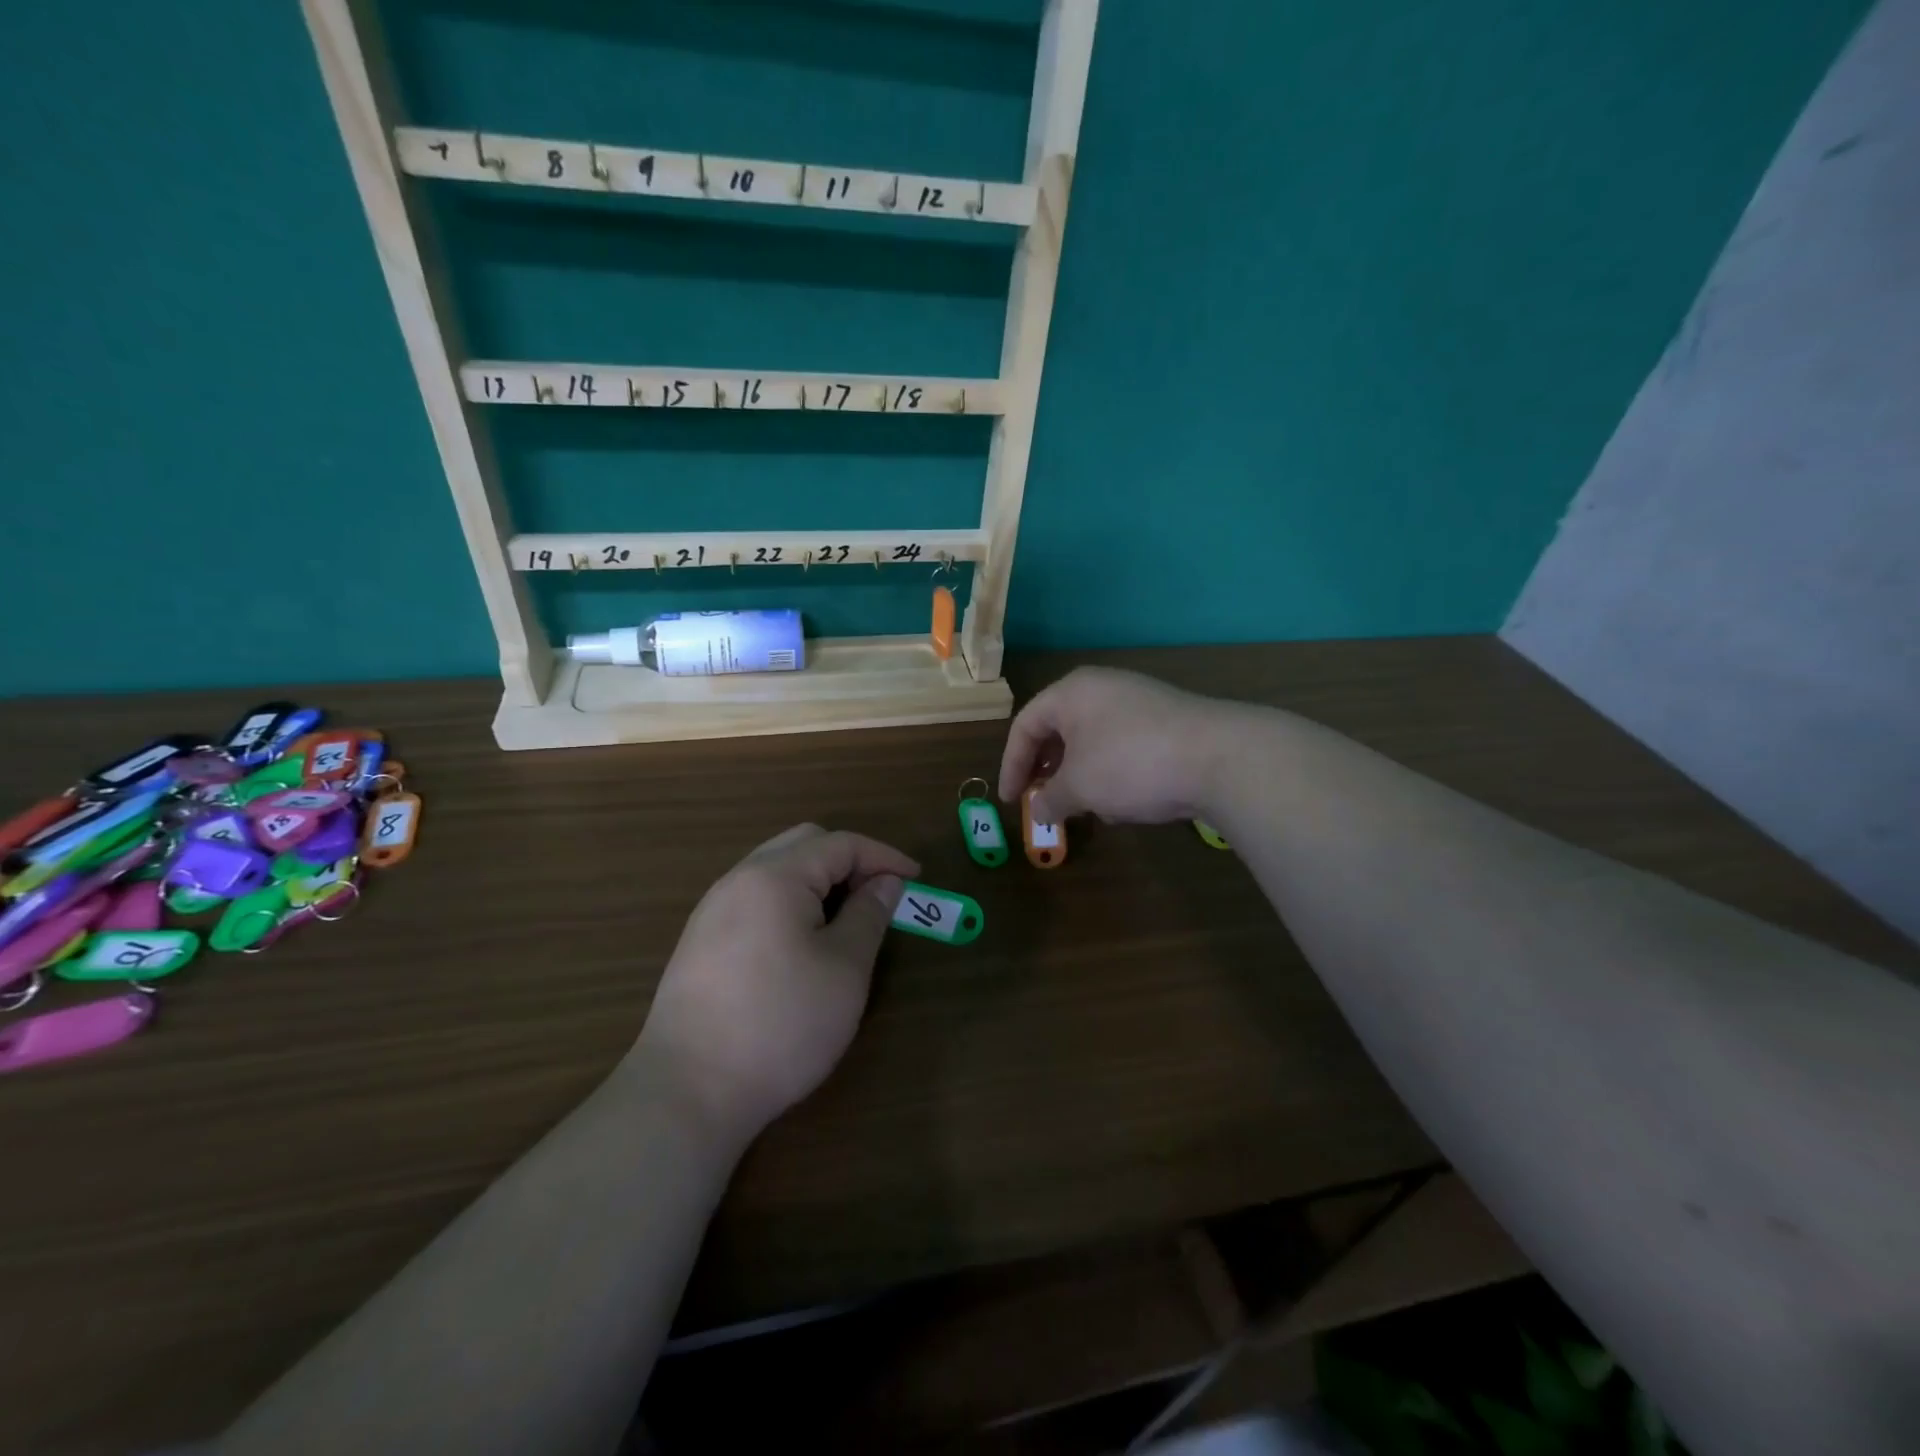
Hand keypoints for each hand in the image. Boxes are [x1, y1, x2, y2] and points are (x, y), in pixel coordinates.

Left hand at [632, 824, 917, 1139]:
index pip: (840, 844)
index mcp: (775, 876)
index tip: (916, 879)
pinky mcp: (701, 942)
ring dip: (819, 882)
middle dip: (849, 861)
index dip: (884, 856)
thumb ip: (869, 914)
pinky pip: (756, 899)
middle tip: (880, 895)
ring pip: (777, 871)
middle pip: (804, 845)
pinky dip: (791, 902)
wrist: (689, 1091)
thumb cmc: (782, 1023)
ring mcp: (713, 910)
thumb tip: (885, 882)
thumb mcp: (845, 968)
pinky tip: (805, 942)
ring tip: (848, 919)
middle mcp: (739, 880)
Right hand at [998, 667, 1230, 824]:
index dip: (1012, 765)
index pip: (1025, 726)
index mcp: (1071, 693)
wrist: (1221, 758)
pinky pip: (1124, 746)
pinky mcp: (1168, 722)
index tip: (1011, 801)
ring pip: (1093, 741)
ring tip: (1085, 808)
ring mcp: (1139, 702)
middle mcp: (1103, 688)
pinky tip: (1125, 804)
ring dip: (1081, 776)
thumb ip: (1051, 799)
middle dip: (1048, 770)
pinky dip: (1113, 773)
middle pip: (1059, 730)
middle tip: (1042, 801)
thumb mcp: (1080, 787)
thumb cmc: (1131, 764)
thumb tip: (1038, 810)